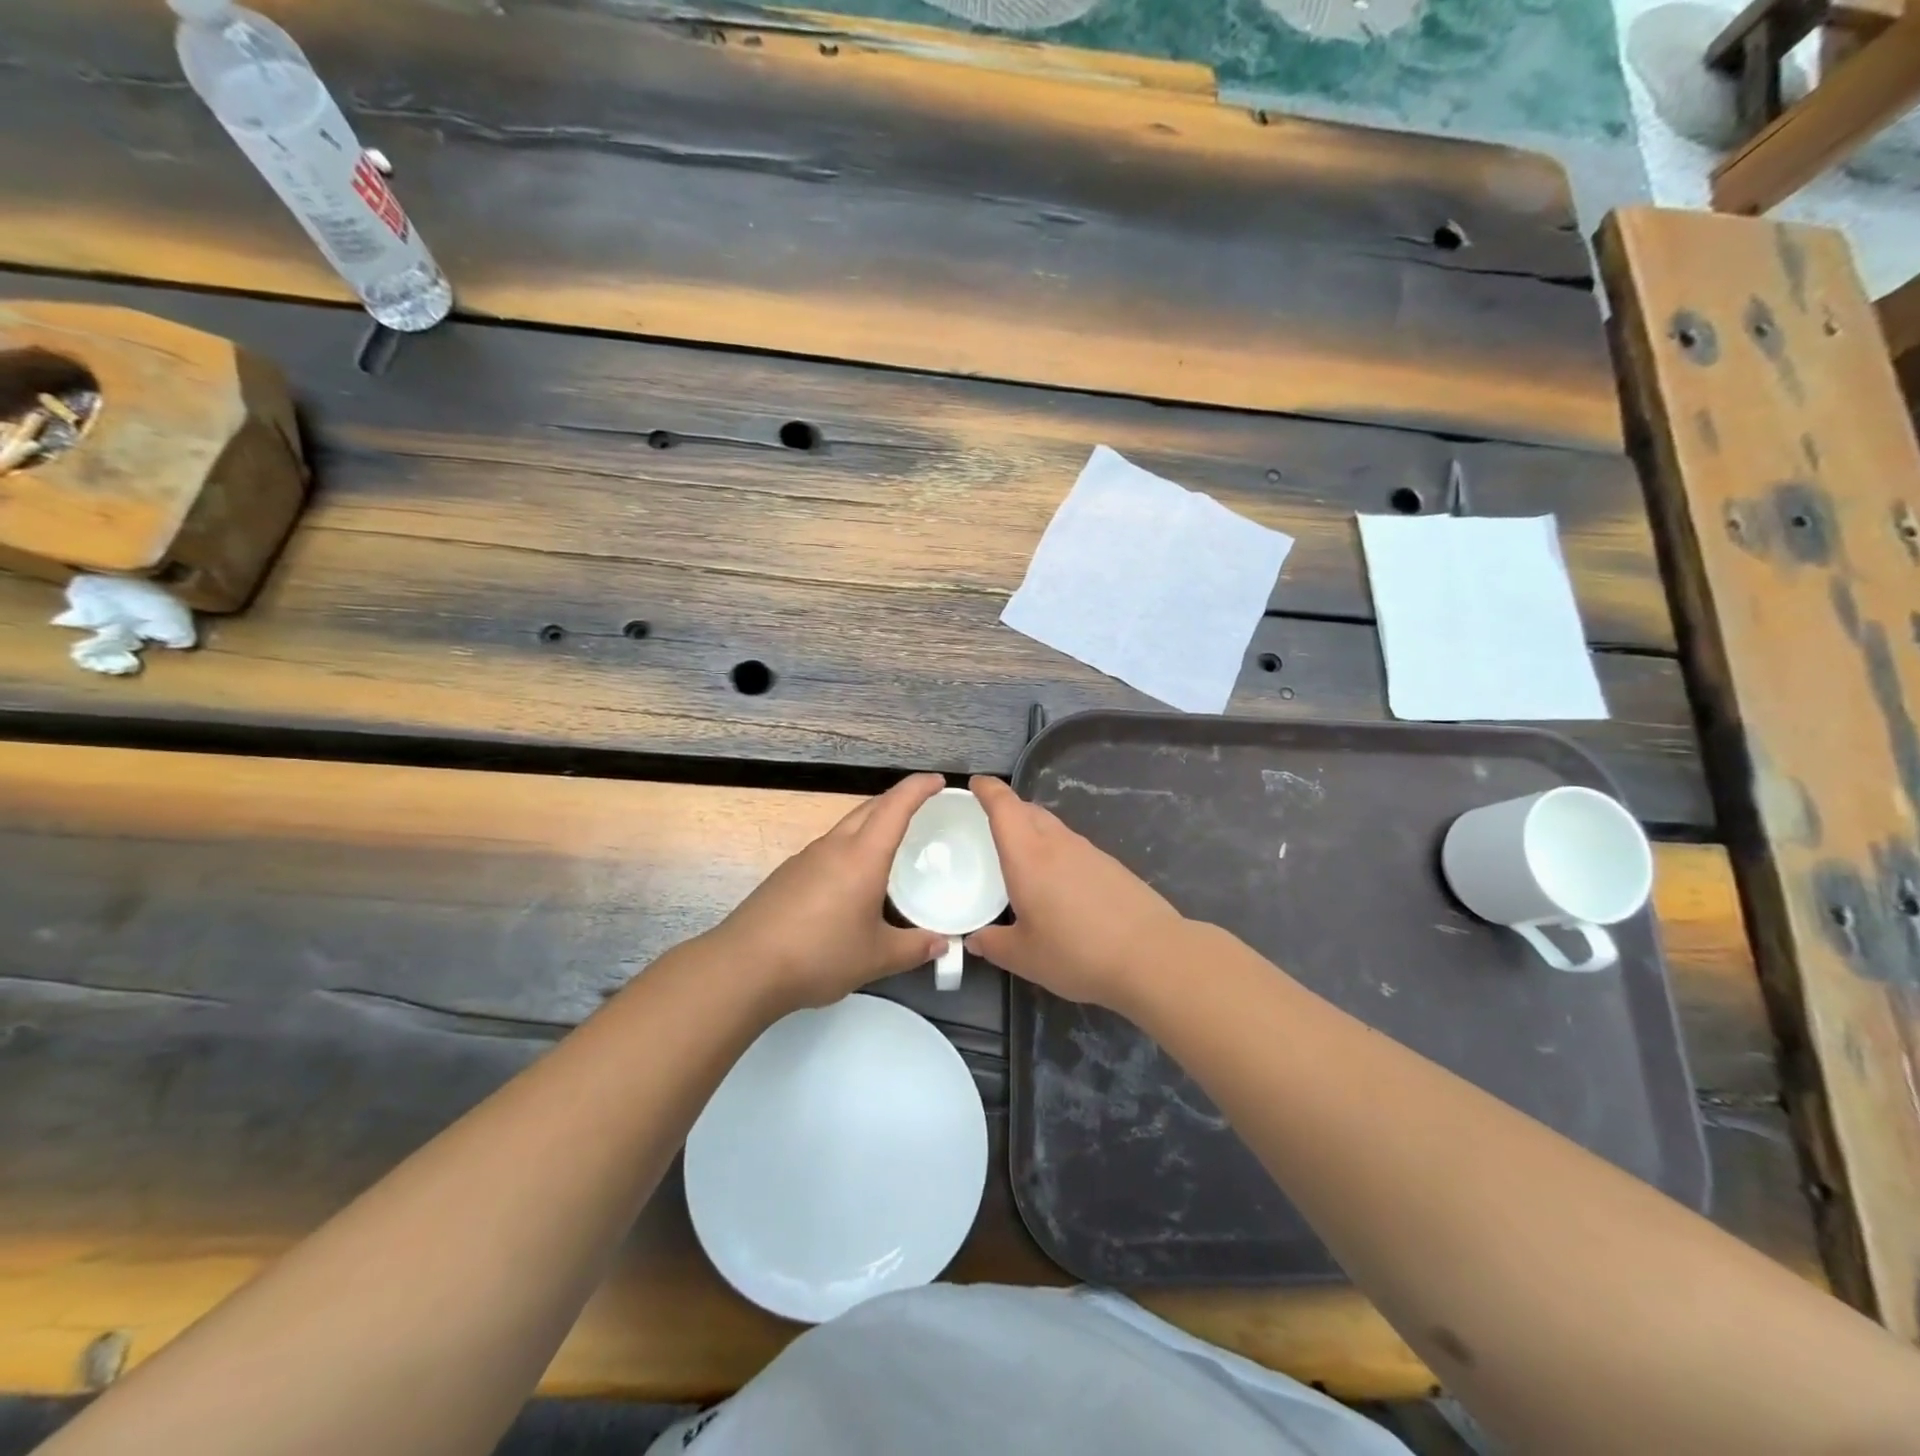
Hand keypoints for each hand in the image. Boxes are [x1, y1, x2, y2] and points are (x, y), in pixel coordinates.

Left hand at [711, 773, 949, 1013]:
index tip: (938, 781)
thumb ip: (913, 948)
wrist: (744, 967)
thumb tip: (941, 944)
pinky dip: (850, 849)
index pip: (895, 807)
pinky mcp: (787, 875)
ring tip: (890, 845)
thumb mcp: (876, 957)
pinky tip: (851, 881)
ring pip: (845, 827)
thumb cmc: (819, 954)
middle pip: (869, 808)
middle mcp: (833, 847)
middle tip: (921, 808)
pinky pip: (828, 849)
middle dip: (896, 800)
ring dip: (871, 824)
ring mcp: (805, 858)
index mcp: (862, 856)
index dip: (918, 788)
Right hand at [964, 774, 1187, 1011]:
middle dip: (1008, 809)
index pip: (1004, 807)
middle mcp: (1057, 844)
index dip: (988, 790)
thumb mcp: (1024, 957)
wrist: (1151, 956)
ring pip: (1053, 828)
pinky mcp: (1112, 867)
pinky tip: (1060, 883)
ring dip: (1034, 830)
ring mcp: (1089, 852)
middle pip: (1029, 811)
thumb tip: (974, 940)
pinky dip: (1057, 852)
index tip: (975, 783)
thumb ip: (993, 945)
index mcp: (1028, 856)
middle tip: (992, 823)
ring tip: (1023, 855)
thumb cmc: (1076, 952)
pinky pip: (1074, 847)